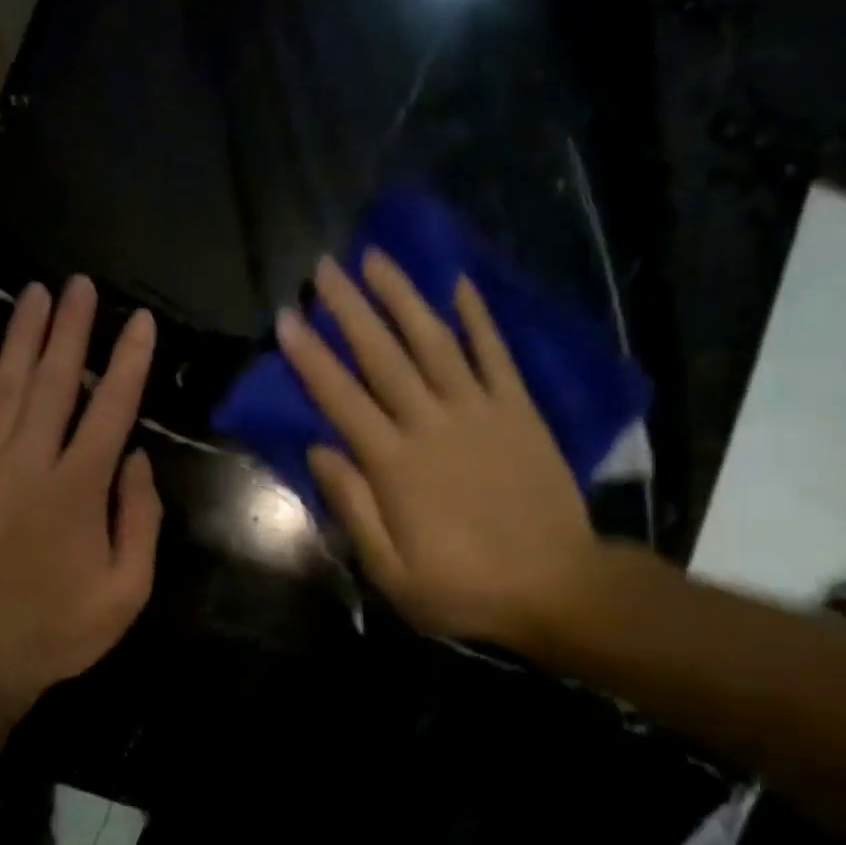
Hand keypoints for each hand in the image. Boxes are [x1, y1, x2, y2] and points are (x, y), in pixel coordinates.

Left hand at [0, 276, 161, 707]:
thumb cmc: (54, 630)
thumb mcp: (126, 592)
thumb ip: (139, 520)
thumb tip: (134, 459)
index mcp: (78, 488)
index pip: (111, 407)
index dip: (129, 360)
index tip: (140, 321)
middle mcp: (28, 462)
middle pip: (54, 380)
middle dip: (71, 327)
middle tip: (79, 284)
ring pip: (5, 385)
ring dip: (23, 336)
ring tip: (36, 293)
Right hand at [275, 250, 600, 652]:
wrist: (558, 586)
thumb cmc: (464, 586)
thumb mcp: (391, 571)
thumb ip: (354, 507)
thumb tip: (320, 450)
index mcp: (395, 465)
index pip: (341, 398)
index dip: (310, 357)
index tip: (287, 317)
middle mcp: (432, 424)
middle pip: (383, 356)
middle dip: (350, 309)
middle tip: (325, 267)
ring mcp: (480, 411)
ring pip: (434, 342)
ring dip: (403, 298)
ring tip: (378, 258)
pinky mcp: (519, 410)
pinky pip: (495, 355)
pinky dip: (477, 318)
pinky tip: (458, 285)